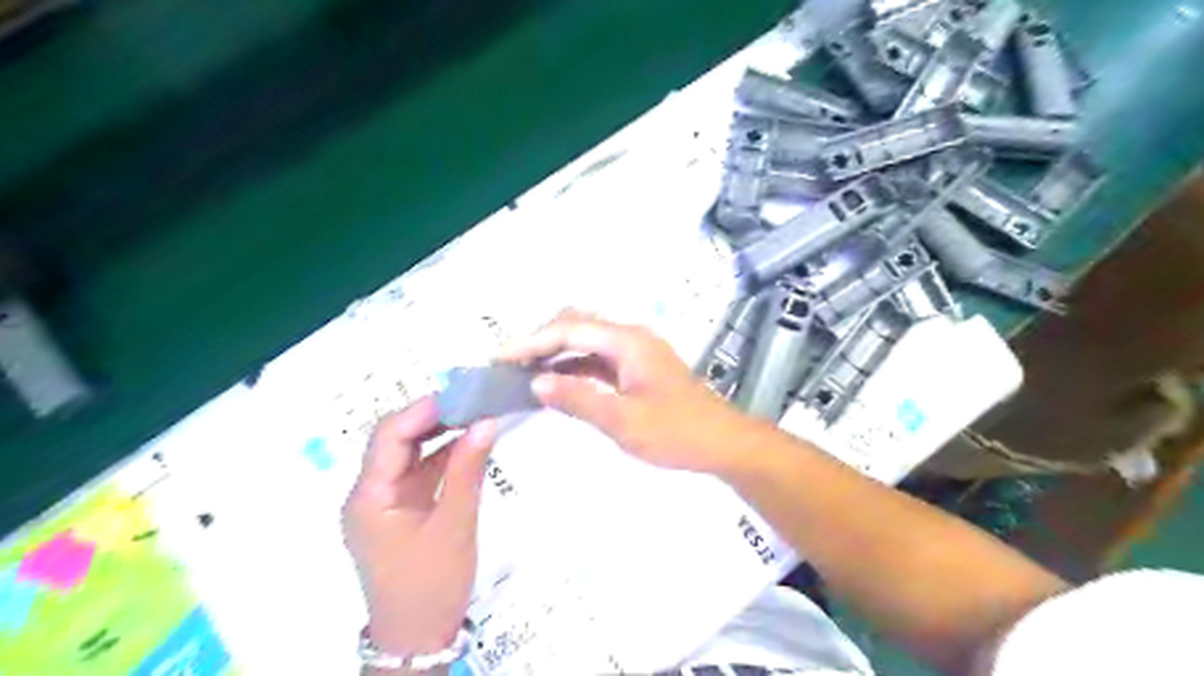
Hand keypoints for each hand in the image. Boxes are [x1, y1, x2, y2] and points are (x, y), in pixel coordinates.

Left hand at [340, 398, 495, 657]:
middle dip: (433, 416)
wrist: (419, 640)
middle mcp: (370, 493)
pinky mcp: (403, 510)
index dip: (423, 410)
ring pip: (410, 454)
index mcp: (369, 497)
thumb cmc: (431, 584)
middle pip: (396, 440)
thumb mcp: (454, 525)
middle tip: (473, 398)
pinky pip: (422, 472)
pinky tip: (471, 442)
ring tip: (477, 412)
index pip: (389, 437)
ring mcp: (386, 502)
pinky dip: (445, 456)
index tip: (462, 393)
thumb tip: (486, 421)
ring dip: (441, 434)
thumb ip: (467, 470)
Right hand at [497, 310, 761, 473]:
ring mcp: (635, 352)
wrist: (722, 443)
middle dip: (540, 340)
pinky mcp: (637, 368)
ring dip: (555, 352)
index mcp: (627, 341)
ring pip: (585, 340)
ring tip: (523, 371)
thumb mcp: (623, 421)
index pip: (568, 329)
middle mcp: (630, 337)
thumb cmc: (676, 432)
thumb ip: (578, 399)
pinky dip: (573, 367)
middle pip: (576, 325)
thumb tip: (536, 383)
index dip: (531, 341)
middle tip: (509, 363)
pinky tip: (555, 383)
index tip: (500, 358)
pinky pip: (596, 358)